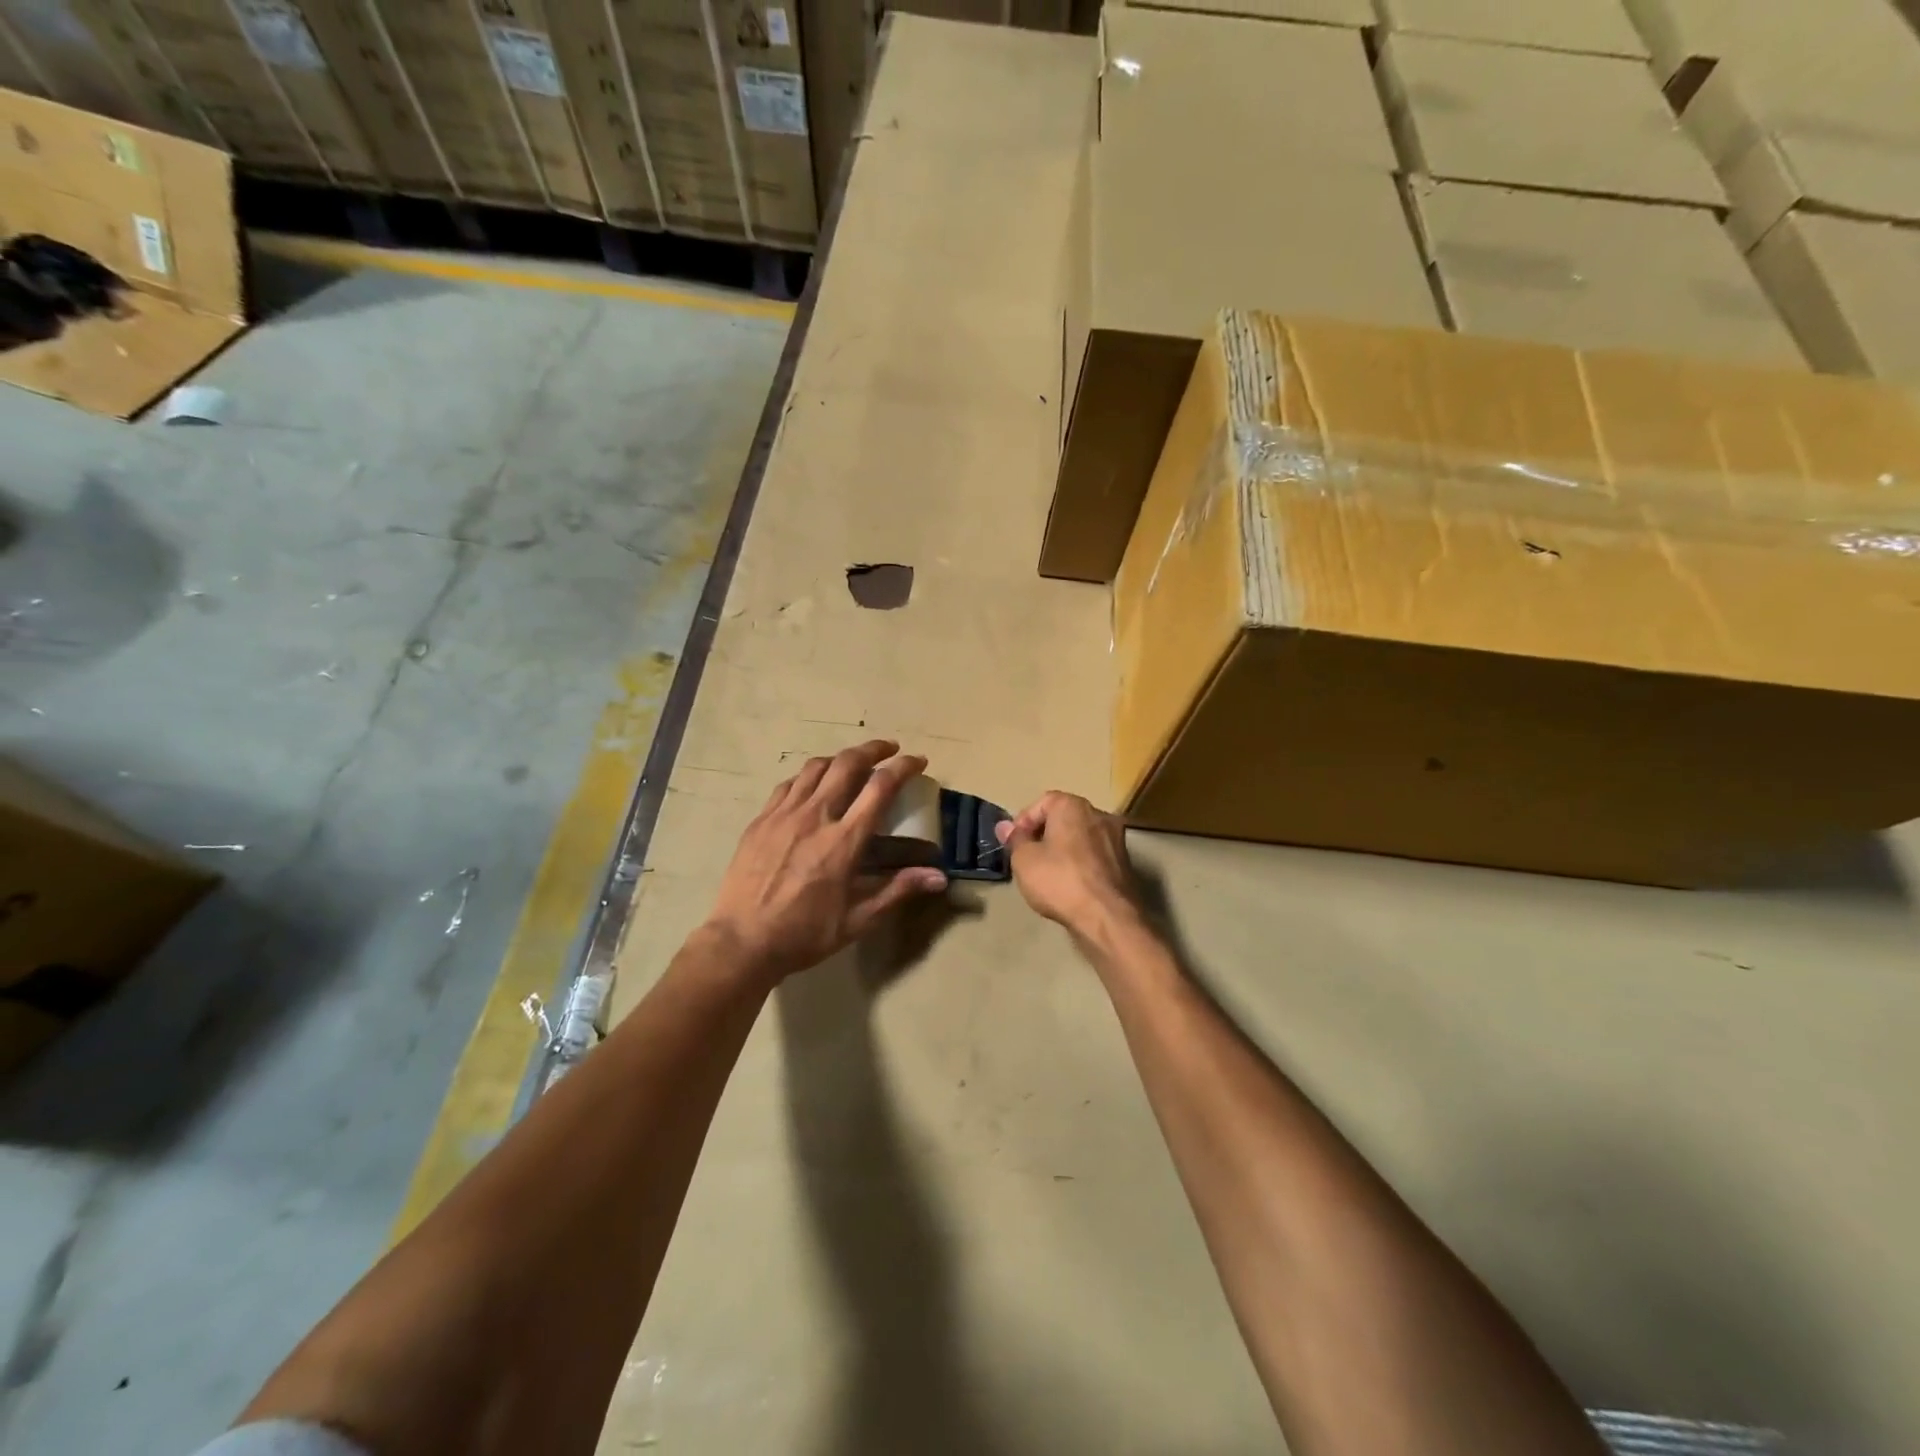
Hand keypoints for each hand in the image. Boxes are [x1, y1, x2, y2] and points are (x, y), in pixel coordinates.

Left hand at [703, 740, 947, 985]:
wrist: (742, 941)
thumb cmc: (805, 933)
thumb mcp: (858, 919)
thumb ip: (898, 890)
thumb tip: (940, 877)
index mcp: (844, 840)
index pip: (880, 787)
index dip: (903, 767)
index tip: (918, 761)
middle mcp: (815, 816)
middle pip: (847, 763)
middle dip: (873, 749)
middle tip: (889, 749)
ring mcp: (783, 814)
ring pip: (816, 767)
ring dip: (840, 758)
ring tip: (853, 762)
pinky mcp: (761, 820)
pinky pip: (789, 784)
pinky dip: (809, 776)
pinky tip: (813, 785)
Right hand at [995, 792, 1141, 942]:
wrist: (1106, 916)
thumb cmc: (1059, 880)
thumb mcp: (1024, 860)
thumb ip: (1015, 839)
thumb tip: (1005, 827)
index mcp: (1073, 806)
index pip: (1043, 802)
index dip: (1024, 822)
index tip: (1013, 843)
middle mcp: (1098, 814)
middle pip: (1064, 818)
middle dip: (1043, 834)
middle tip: (1027, 856)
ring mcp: (1115, 838)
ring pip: (1080, 837)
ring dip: (1062, 850)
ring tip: (1046, 873)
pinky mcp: (1124, 863)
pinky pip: (1093, 855)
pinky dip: (1079, 864)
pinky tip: (1069, 884)